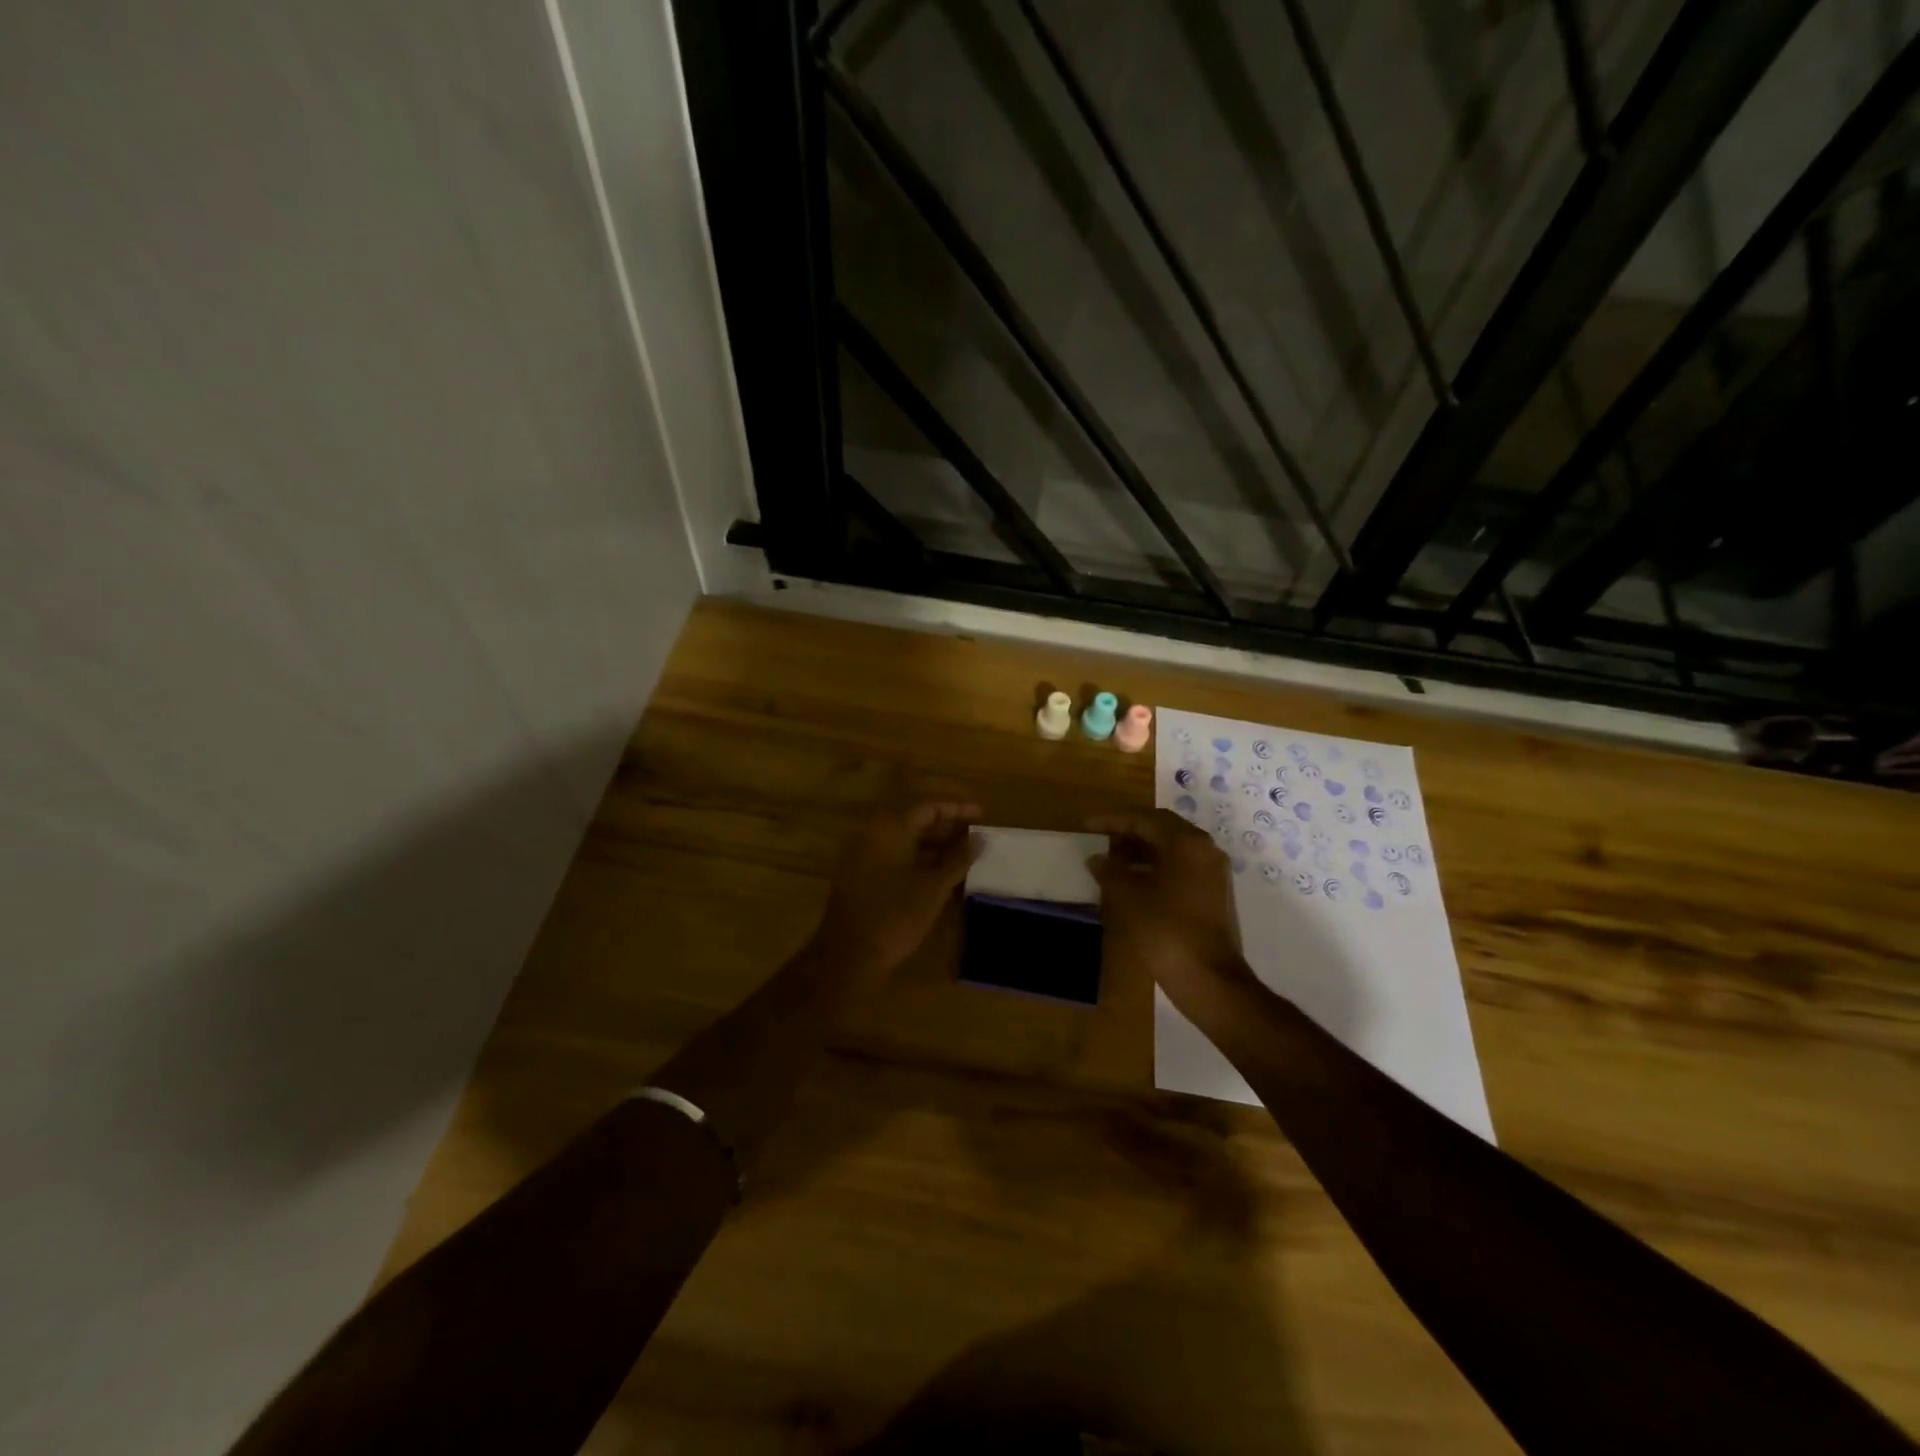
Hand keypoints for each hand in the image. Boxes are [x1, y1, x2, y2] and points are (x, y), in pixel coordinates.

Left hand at [813, 793, 982, 975]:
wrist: (849, 956)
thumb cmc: (896, 916)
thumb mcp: (935, 886)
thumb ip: (958, 858)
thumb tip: (978, 838)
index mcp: (889, 828)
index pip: (928, 806)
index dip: (957, 809)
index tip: (981, 815)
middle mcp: (872, 834)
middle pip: (914, 821)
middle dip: (946, 828)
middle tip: (974, 838)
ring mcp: (861, 855)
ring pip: (903, 840)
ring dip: (933, 846)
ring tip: (962, 857)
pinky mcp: (858, 875)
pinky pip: (892, 856)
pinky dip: (916, 859)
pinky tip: (938, 875)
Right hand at [1087, 809, 1254, 1014]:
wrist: (1209, 979)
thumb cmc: (1165, 932)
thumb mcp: (1128, 898)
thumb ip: (1110, 871)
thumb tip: (1098, 858)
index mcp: (1186, 843)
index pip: (1144, 818)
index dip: (1112, 820)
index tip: (1086, 825)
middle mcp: (1205, 849)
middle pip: (1162, 828)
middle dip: (1129, 831)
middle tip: (1101, 840)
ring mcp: (1213, 872)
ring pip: (1173, 847)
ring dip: (1142, 849)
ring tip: (1113, 861)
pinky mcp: (1215, 893)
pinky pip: (1182, 866)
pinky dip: (1157, 866)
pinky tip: (1135, 882)